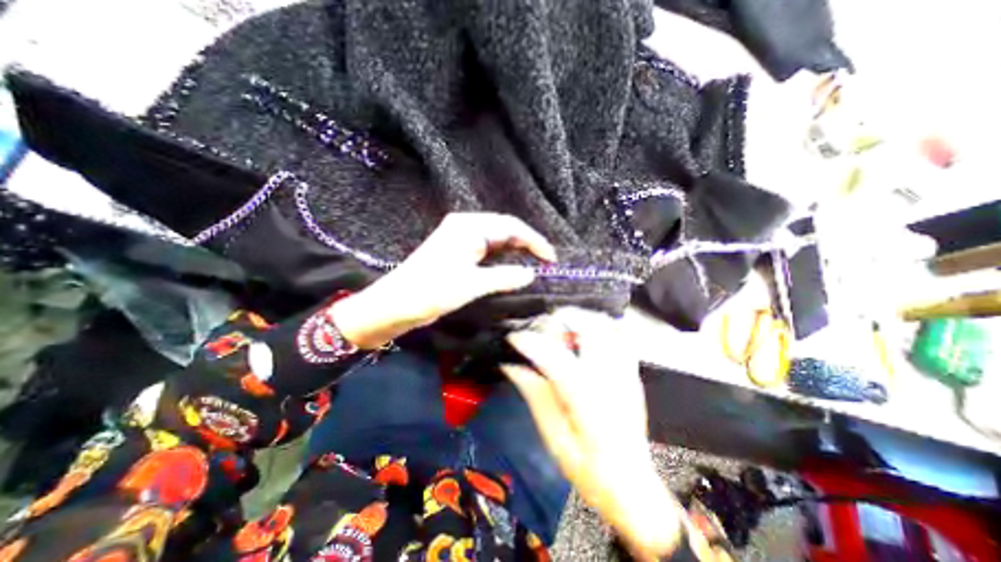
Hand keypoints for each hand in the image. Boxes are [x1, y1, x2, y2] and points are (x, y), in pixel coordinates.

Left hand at [332, 213, 558, 348]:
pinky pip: (486, 251)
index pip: (511, 227)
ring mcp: (460, 239)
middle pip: (504, 231)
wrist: (396, 304)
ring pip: (496, 241)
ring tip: (533, 265)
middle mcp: (465, 227)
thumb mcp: (473, 284)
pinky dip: (501, 259)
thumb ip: (505, 276)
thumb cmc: (432, 290)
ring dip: (514, 252)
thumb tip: (531, 274)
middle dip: (526, 245)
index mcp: (469, 226)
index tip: (551, 259)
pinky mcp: (457, 253)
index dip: (534, 241)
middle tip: (545, 263)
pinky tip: (511, 268)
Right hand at [505, 307, 684, 556]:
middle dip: (562, 318)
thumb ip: (534, 394)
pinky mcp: (632, 373)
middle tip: (542, 326)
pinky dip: (599, 325)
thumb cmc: (589, 469)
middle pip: (590, 327)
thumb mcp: (553, 437)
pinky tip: (583, 335)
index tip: (513, 338)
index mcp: (588, 401)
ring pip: (607, 325)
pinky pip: (619, 335)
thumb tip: (511, 365)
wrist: (631, 487)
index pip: (556, 358)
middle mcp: (611, 379)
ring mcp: (626, 373)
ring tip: (561, 327)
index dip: (530, 342)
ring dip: (581, 318)